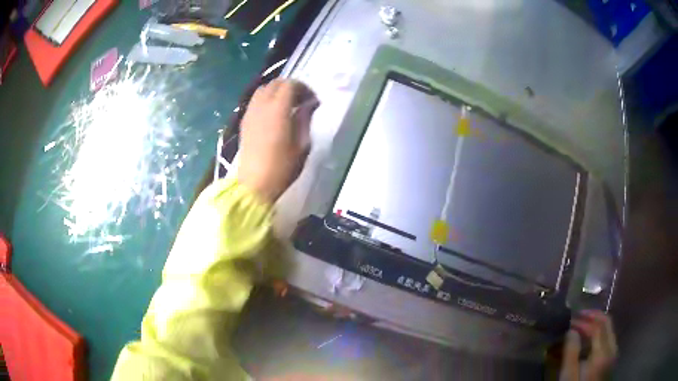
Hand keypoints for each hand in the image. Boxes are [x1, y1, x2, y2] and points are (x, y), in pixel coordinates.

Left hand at [238, 79, 318, 203]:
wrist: (254, 185)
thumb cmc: (282, 168)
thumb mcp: (302, 145)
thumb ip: (306, 120)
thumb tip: (309, 105)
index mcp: (278, 109)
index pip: (291, 85)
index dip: (304, 88)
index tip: (313, 101)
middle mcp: (262, 105)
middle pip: (276, 83)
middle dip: (291, 87)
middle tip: (302, 101)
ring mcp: (250, 112)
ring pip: (263, 89)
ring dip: (277, 91)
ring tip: (288, 105)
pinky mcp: (244, 121)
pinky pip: (256, 101)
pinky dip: (266, 99)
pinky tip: (273, 113)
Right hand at [560, 310, 617, 380]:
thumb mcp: (568, 377)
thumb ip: (571, 354)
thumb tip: (571, 331)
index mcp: (603, 353)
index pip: (597, 326)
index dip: (584, 320)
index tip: (570, 319)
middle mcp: (612, 348)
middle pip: (607, 323)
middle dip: (592, 316)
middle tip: (578, 316)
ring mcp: (613, 353)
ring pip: (608, 329)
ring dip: (595, 323)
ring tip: (581, 326)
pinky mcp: (611, 358)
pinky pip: (608, 338)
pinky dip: (598, 333)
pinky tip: (588, 339)